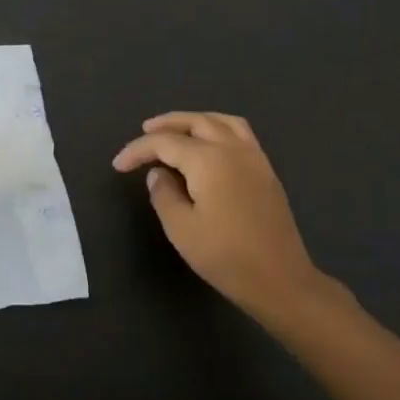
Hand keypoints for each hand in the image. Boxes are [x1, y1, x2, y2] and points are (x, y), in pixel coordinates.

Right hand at [113, 111, 328, 323]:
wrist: (280, 279)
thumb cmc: (226, 256)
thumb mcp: (181, 229)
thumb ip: (163, 194)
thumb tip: (158, 174)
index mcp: (207, 159)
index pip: (164, 143)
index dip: (137, 150)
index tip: (118, 166)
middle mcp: (231, 147)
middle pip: (194, 121)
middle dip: (166, 124)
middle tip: (144, 130)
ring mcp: (253, 156)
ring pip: (220, 121)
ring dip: (194, 120)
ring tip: (176, 130)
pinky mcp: (265, 169)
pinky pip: (239, 132)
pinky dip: (218, 127)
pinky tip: (209, 143)